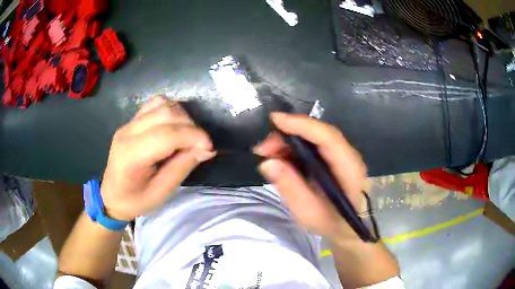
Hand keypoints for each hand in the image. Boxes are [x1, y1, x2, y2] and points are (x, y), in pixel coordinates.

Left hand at [100, 97, 215, 220]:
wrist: (111, 196)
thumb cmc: (135, 201)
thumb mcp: (161, 193)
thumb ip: (182, 167)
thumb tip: (205, 149)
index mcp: (131, 155)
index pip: (166, 134)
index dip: (193, 136)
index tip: (209, 148)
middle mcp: (128, 132)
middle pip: (165, 113)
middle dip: (190, 126)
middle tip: (200, 145)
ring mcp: (128, 123)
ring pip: (161, 104)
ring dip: (182, 117)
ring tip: (188, 135)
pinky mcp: (131, 121)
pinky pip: (155, 105)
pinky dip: (171, 111)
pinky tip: (175, 127)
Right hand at [254, 112, 366, 240]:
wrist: (347, 228)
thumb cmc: (330, 223)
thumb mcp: (308, 212)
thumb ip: (290, 187)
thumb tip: (267, 162)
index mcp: (349, 169)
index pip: (327, 137)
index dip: (302, 125)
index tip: (275, 120)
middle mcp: (349, 156)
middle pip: (319, 133)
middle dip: (289, 134)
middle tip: (263, 149)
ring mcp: (343, 155)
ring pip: (314, 137)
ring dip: (289, 141)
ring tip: (268, 154)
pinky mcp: (334, 158)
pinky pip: (313, 146)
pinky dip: (294, 148)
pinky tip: (281, 158)